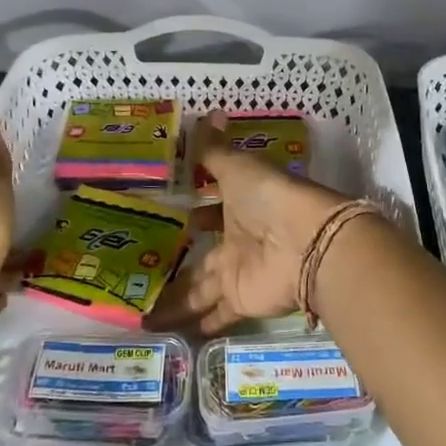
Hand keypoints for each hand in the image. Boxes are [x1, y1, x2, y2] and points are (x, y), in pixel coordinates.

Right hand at [152, 110, 348, 336]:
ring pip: (199, 289)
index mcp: (236, 207)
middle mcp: (236, 240)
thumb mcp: (238, 168)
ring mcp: (238, 272)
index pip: (206, 209)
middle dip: (175, 264)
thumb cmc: (270, 197)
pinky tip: (168, 333)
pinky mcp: (241, 300)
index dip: (187, 212)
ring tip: (140, 314)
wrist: (306, 242)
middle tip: (139, 273)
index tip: (159, 218)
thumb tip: (208, 112)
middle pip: (200, 255)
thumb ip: (215, 150)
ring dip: (176, 300)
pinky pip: (213, 314)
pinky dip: (195, 324)